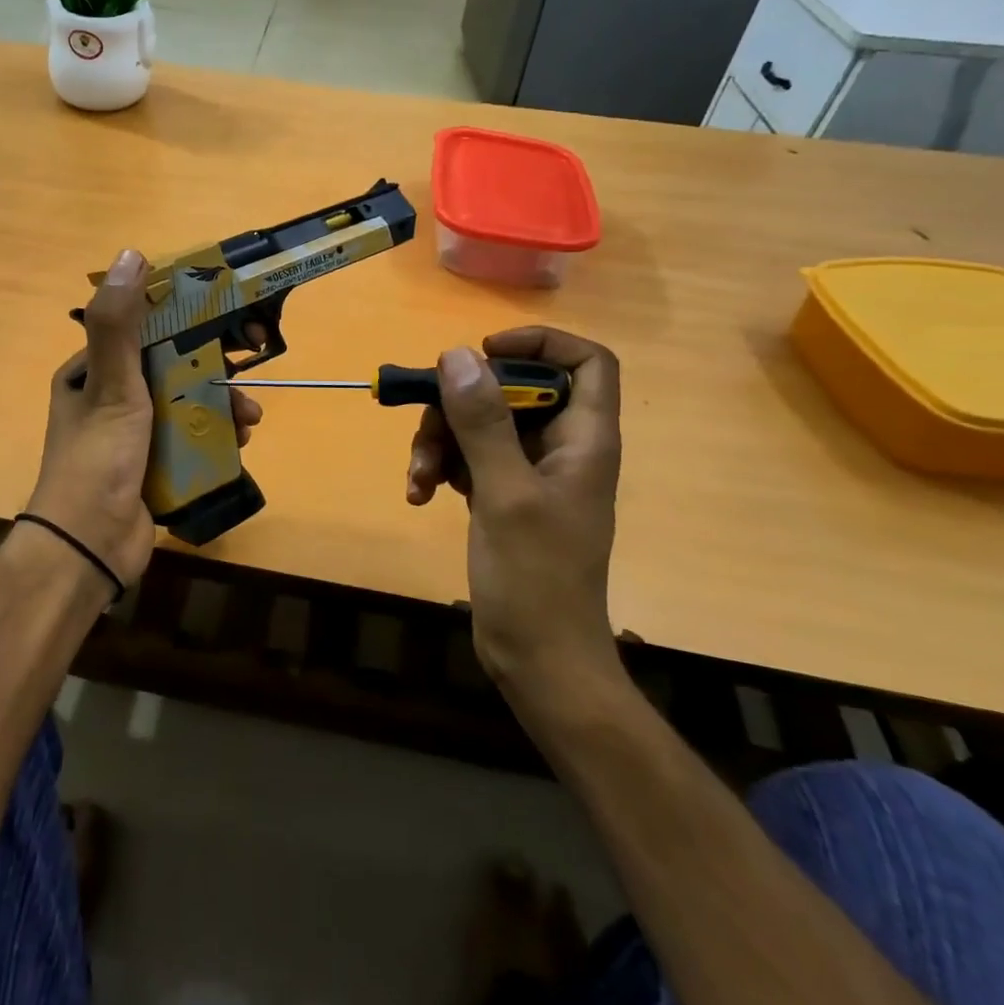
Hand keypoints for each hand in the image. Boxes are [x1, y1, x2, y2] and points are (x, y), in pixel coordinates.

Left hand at [24, 248, 261, 588]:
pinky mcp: (151, 467)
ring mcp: (130, 436)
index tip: (224, 321)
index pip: (142, 332)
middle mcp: (108, 399)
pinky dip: (215, 439)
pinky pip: (189, 441)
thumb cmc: (99, 459)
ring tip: (249, 420)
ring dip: (220, 407)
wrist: (90, 547)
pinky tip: (240, 444)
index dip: (184, 322)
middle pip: (170, 370)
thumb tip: (131, 254)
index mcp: (90, 373)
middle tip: (247, 375)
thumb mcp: (111, 386)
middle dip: (211, 373)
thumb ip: (119, 324)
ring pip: (185, 406)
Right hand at [407, 328, 622, 698]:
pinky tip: (420, 495)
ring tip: (417, 479)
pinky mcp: (502, 496)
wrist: (538, 660)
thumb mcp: (505, 492)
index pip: (586, 362)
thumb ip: (483, 422)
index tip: (483, 353)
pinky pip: (467, 459)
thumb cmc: (536, 578)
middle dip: (461, 405)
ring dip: (440, 443)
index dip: (539, 344)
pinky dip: (440, 469)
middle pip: (512, 391)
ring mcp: (529, 473)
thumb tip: (458, 354)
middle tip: (427, 429)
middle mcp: (560, 447)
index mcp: (584, 440)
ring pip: (480, 424)